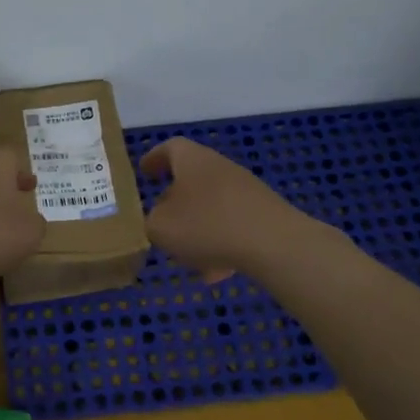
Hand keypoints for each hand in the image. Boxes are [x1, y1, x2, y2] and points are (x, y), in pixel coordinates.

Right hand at [140, 137, 313, 282]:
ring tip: (187, 257)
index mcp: (192, 161)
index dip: (155, 159)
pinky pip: (232, 225)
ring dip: (197, 227)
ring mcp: (246, 189)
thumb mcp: (160, 227)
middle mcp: (220, 167)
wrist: (274, 243)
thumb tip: (157, 218)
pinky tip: (218, 271)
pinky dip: (220, 243)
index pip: (170, 148)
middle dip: (175, 200)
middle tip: (160, 219)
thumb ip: (150, 221)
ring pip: (211, 205)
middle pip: (192, 178)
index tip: (145, 172)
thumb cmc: (207, 226)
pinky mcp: (264, 212)